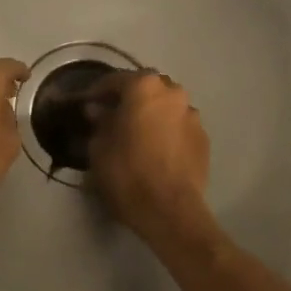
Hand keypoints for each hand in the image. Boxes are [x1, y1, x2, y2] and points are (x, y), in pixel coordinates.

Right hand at [85, 71, 210, 240]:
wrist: (171, 210)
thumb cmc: (127, 172)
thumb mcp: (99, 147)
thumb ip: (100, 122)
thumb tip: (98, 110)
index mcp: (144, 87)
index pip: (115, 80)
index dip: (98, 91)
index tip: (86, 104)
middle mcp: (172, 93)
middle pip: (146, 88)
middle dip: (129, 98)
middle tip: (113, 115)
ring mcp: (192, 115)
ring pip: (166, 106)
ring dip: (151, 113)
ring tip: (137, 132)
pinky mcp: (204, 138)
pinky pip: (179, 125)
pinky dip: (166, 130)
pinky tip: (156, 148)